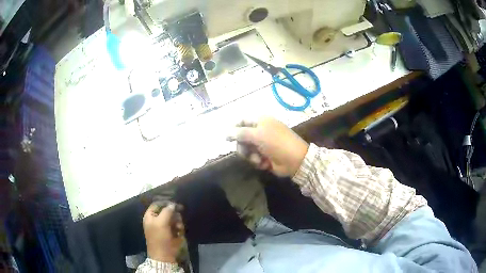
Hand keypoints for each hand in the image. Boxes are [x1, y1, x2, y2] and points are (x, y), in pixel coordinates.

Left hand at [143, 202, 183, 262]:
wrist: (164, 255)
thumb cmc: (159, 237)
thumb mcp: (161, 222)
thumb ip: (167, 211)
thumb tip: (173, 204)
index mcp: (150, 216)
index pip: (157, 204)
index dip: (165, 203)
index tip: (175, 204)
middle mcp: (157, 219)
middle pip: (167, 210)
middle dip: (174, 214)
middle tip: (177, 218)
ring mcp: (165, 226)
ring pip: (174, 218)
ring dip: (178, 221)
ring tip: (178, 228)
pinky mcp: (172, 232)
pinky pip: (178, 225)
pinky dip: (179, 227)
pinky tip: (179, 232)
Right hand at [228, 117, 308, 176]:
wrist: (295, 160)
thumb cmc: (276, 143)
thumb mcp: (257, 135)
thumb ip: (239, 133)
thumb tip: (225, 132)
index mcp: (260, 121)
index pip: (241, 120)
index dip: (233, 128)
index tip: (227, 139)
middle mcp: (261, 131)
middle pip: (242, 137)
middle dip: (243, 146)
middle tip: (246, 152)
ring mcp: (263, 144)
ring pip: (247, 149)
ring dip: (250, 156)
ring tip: (258, 160)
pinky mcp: (265, 155)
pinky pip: (254, 158)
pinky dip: (258, 161)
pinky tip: (265, 163)